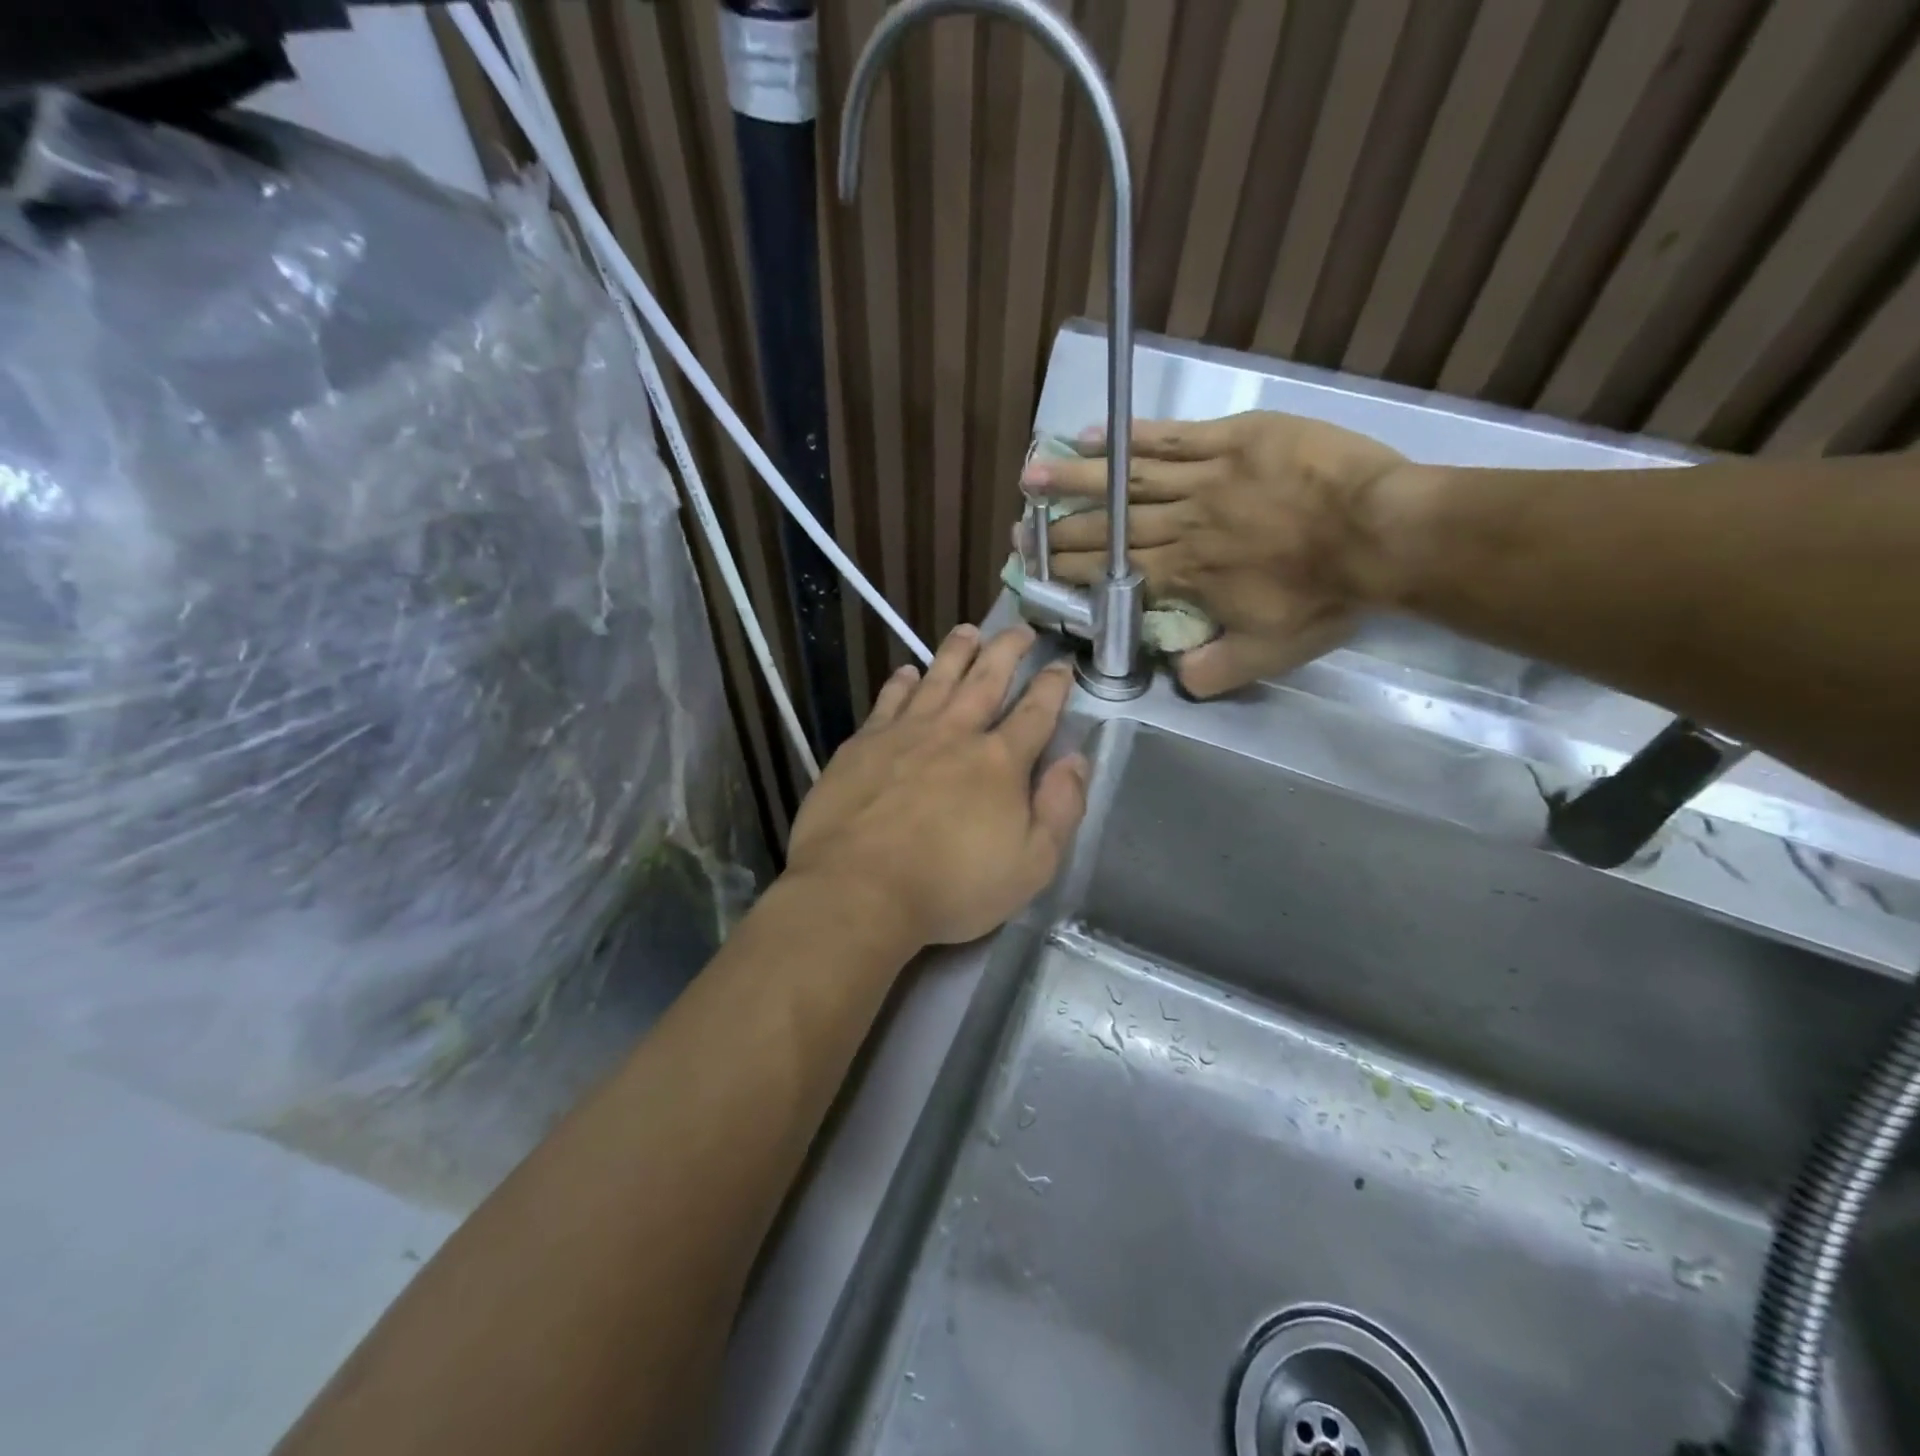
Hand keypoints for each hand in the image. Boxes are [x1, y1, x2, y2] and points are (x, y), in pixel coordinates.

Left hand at [786, 624, 1088, 947]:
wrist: (858, 889)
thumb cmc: (951, 888)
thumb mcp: (1031, 865)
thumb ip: (1060, 809)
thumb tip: (1076, 760)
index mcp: (999, 761)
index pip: (1035, 712)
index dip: (1052, 686)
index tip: (1061, 665)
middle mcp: (955, 733)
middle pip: (987, 679)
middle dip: (1008, 650)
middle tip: (1020, 630)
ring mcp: (905, 733)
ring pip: (937, 678)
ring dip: (956, 652)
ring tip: (969, 631)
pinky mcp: (863, 744)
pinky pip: (889, 700)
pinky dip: (902, 682)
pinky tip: (907, 671)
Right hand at [1022, 411, 1407, 696]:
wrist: (1384, 535)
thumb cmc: (1325, 597)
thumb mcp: (1268, 654)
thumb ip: (1213, 672)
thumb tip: (1174, 678)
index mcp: (1183, 575)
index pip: (1112, 572)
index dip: (1069, 570)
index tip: (1036, 568)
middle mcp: (1181, 525)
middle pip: (1109, 526)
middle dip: (1060, 529)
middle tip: (1020, 527)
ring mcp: (1205, 477)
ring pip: (1128, 478)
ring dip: (1076, 479)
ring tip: (1032, 475)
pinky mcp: (1234, 439)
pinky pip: (1171, 436)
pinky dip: (1129, 437)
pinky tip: (1092, 435)